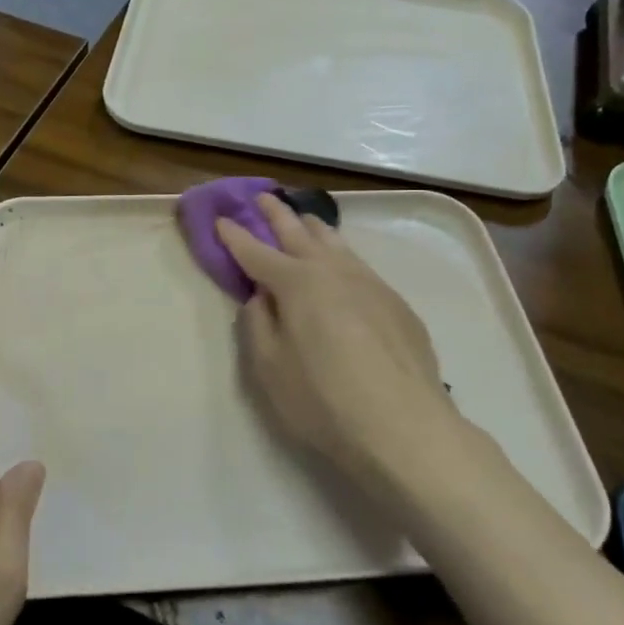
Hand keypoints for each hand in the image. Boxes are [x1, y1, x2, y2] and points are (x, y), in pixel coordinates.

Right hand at [218, 192, 460, 491]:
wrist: (403, 426)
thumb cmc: (323, 400)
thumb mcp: (269, 368)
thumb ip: (258, 324)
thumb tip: (260, 297)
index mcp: (296, 284)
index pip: (256, 252)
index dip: (234, 236)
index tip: (220, 219)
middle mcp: (333, 271)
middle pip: (299, 233)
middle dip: (276, 214)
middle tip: (262, 198)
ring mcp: (370, 283)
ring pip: (336, 243)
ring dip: (313, 228)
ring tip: (303, 220)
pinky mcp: (396, 303)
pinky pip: (360, 266)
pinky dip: (341, 256)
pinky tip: (342, 266)